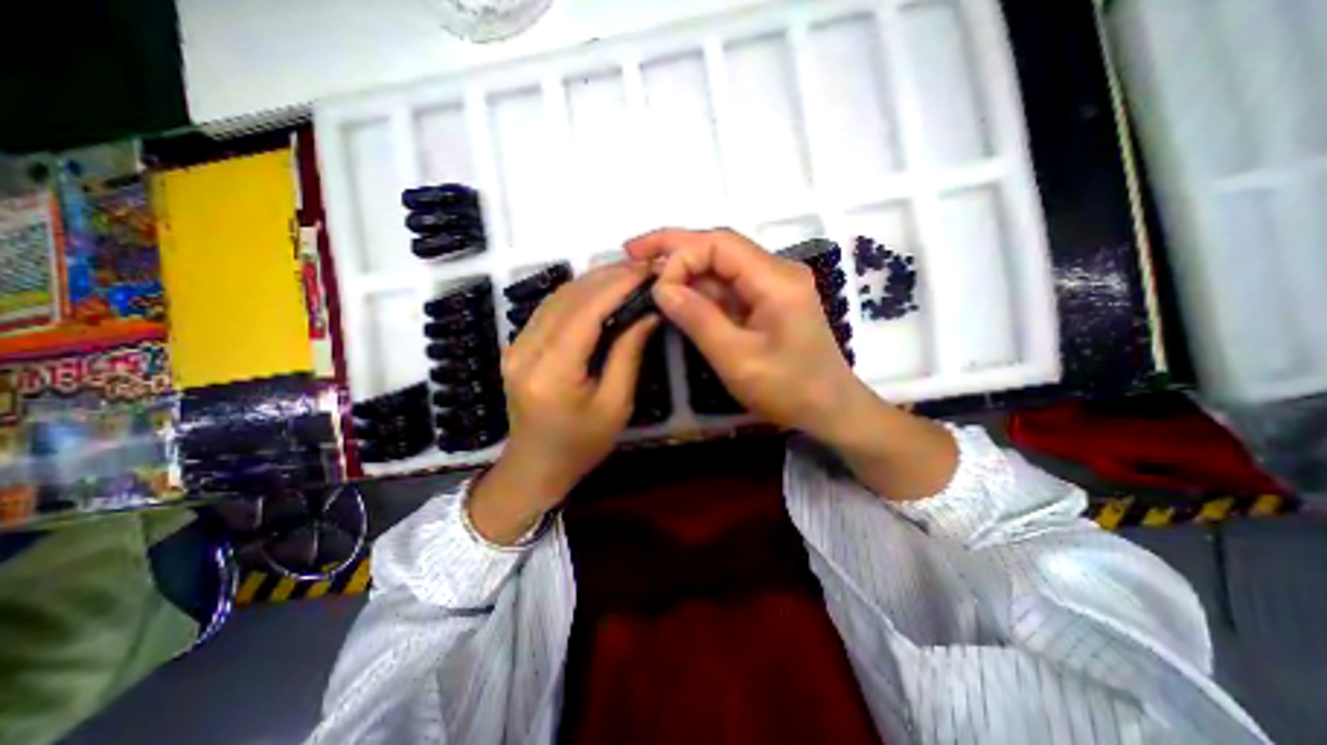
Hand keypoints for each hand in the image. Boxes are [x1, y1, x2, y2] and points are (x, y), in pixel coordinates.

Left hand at [468, 265, 661, 545]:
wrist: (536, 466)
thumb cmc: (582, 444)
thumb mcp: (616, 404)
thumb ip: (628, 353)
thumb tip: (648, 313)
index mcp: (552, 371)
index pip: (586, 312)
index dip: (618, 285)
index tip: (648, 270)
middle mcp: (525, 350)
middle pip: (568, 297)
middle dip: (608, 276)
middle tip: (643, 268)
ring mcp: (515, 345)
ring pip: (557, 297)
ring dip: (593, 281)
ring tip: (628, 274)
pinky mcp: (517, 345)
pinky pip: (549, 309)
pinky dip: (578, 294)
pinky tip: (601, 291)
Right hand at [630, 229, 867, 441]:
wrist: (831, 409)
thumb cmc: (789, 389)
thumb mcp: (737, 359)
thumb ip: (698, 319)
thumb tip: (662, 288)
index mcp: (776, 280)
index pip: (719, 245)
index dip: (681, 255)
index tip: (655, 286)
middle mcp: (777, 272)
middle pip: (720, 247)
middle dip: (676, 247)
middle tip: (633, 250)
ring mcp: (773, 286)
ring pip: (722, 266)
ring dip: (686, 269)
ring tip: (647, 273)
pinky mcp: (767, 302)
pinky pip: (729, 287)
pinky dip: (700, 290)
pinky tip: (677, 295)